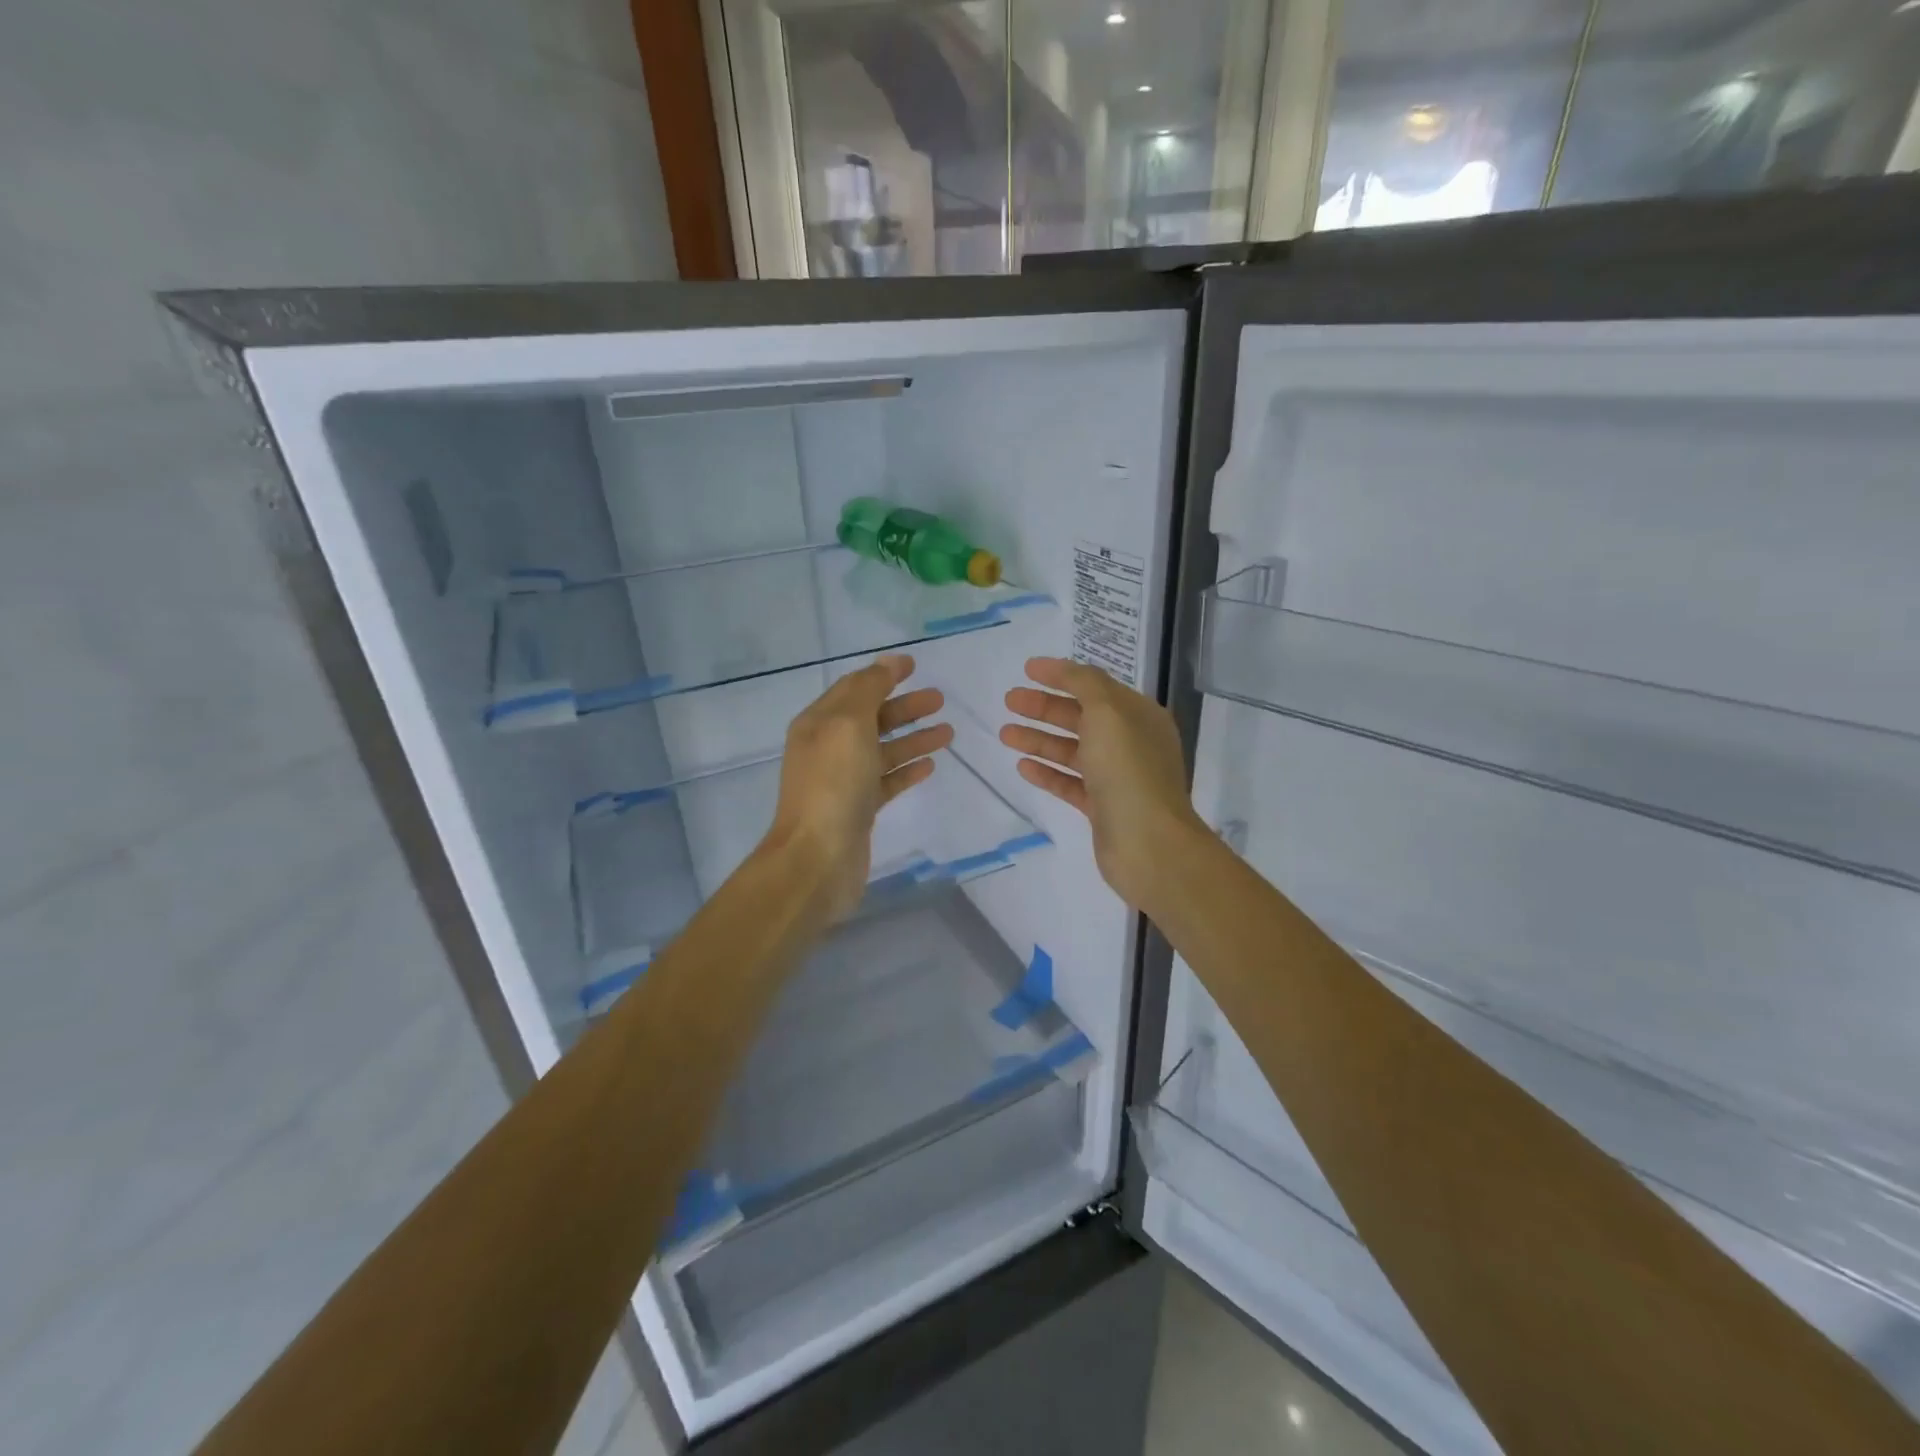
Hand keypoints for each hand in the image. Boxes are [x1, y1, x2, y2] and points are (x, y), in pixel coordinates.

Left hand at [763, 655, 951, 923]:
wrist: (818, 858)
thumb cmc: (833, 784)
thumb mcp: (849, 725)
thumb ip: (869, 690)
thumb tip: (887, 662)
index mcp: (819, 723)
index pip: (854, 688)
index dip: (884, 674)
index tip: (915, 665)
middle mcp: (829, 748)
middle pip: (872, 718)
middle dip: (905, 707)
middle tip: (940, 699)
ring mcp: (844, 781)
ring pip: (883, 750)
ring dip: (914, 738)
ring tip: (948, 732)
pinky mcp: (859, 809)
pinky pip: (887, 781)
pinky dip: (908, 770)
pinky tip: (931, 765)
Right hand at [1001, 657, 1205, 914]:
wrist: (1147, 843)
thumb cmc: (1128, 770)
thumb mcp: (1108, 712)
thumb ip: (1085, 684)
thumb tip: (1067, 671)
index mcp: (1139, 716)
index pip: (1096, 686)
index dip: (1062, 675)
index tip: (1027, 669)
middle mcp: (1131, 743)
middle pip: (1081, 717)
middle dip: (1044, 707)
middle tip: (1009, 701)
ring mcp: (1117, 777)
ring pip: (1072, 751)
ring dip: (1039, 739)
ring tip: (1005, 734)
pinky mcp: (1102, 808)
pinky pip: (1070, 783)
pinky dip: (1047, 772)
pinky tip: (1022, 765)